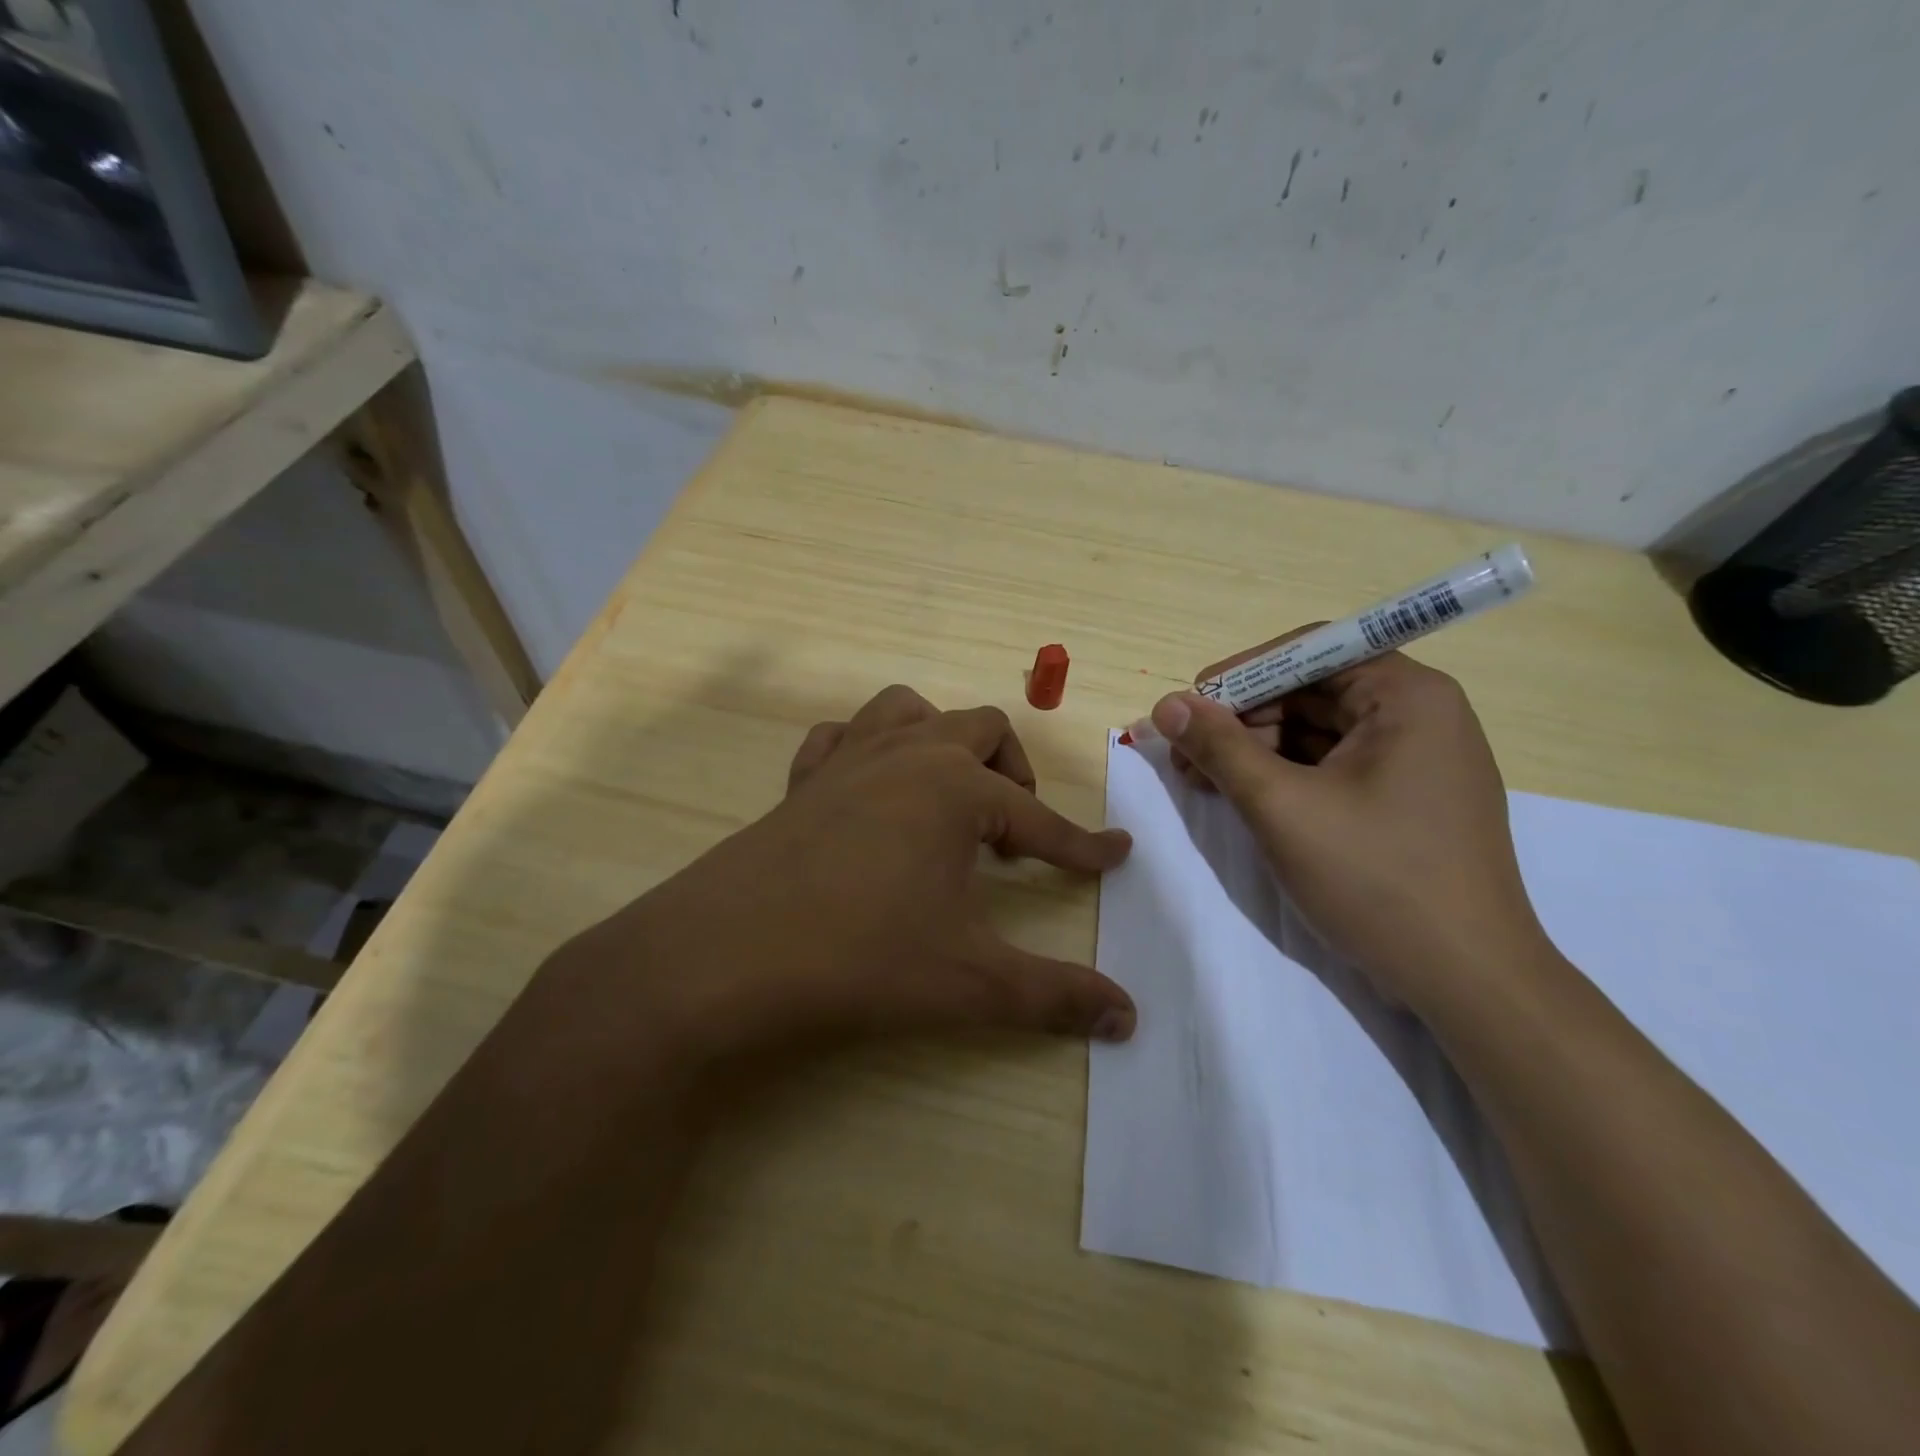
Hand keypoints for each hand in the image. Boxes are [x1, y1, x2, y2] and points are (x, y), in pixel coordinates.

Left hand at [553, 685, 1135, 1063]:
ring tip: (949, 794)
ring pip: (908, 710)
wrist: (722, 959)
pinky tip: (869, 791)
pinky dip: (866, 749)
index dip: (1083, 845)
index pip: (1040, 819)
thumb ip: (1056, 995)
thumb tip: (1130, 1018)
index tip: (1117, 854)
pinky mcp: (799, 781)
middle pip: (980, 729)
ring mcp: (846, 760)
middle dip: (1013, 772)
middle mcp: (906, 756)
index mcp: (956, 789)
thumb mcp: (970, 982)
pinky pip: (840, 737)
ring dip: (941, 740)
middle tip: (1016, 832)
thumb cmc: (860, 959)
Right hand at [1149, 639, 1549, 1011]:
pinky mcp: (1408, 798)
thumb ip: (1220, 747)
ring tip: (1203, 782)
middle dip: (1242, 719)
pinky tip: (1244, 798)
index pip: (1310, 651)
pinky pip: (1334, 766)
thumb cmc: (1375, 878)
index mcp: (1407, 695)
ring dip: (1256, 750)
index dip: (1241, 674)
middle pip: (1311, 691)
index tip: (1189, 707)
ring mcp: (1417, 759)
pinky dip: (1285, 776)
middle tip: (1185, 755)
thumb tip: (1166, 704)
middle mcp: (1420, 713)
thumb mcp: (1282, 806)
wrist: (1467, 979)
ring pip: (1317, 731)